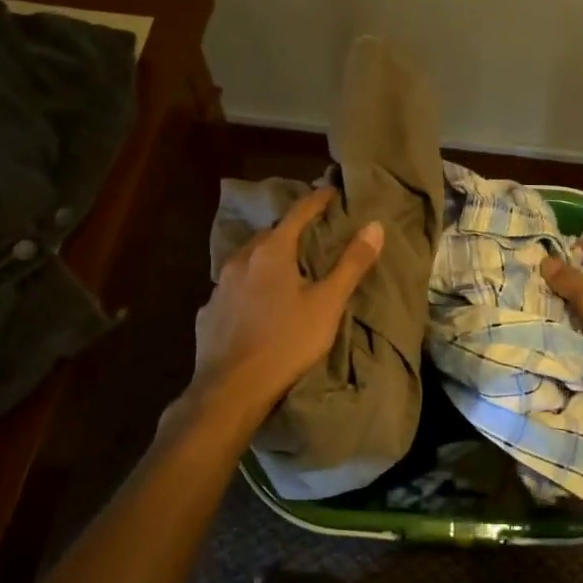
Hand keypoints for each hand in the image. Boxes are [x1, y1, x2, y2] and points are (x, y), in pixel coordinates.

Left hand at [187, 186, 383, 430]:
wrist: (230, 390)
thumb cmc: (286, 342)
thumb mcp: (327, 303)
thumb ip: (351, 264)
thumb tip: (374, 225)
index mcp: (272, 251)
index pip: (298, 212)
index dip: (317, 200)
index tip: (331, 192)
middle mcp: (242, 259)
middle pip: (270, 233)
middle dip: (290, 229)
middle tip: (311, 234)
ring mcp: (220, 285)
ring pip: (248, 259)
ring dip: (267, 257)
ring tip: (284, 267)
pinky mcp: (208, 311)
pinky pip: (233, 287)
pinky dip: (248, 285)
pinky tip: (255, 302)